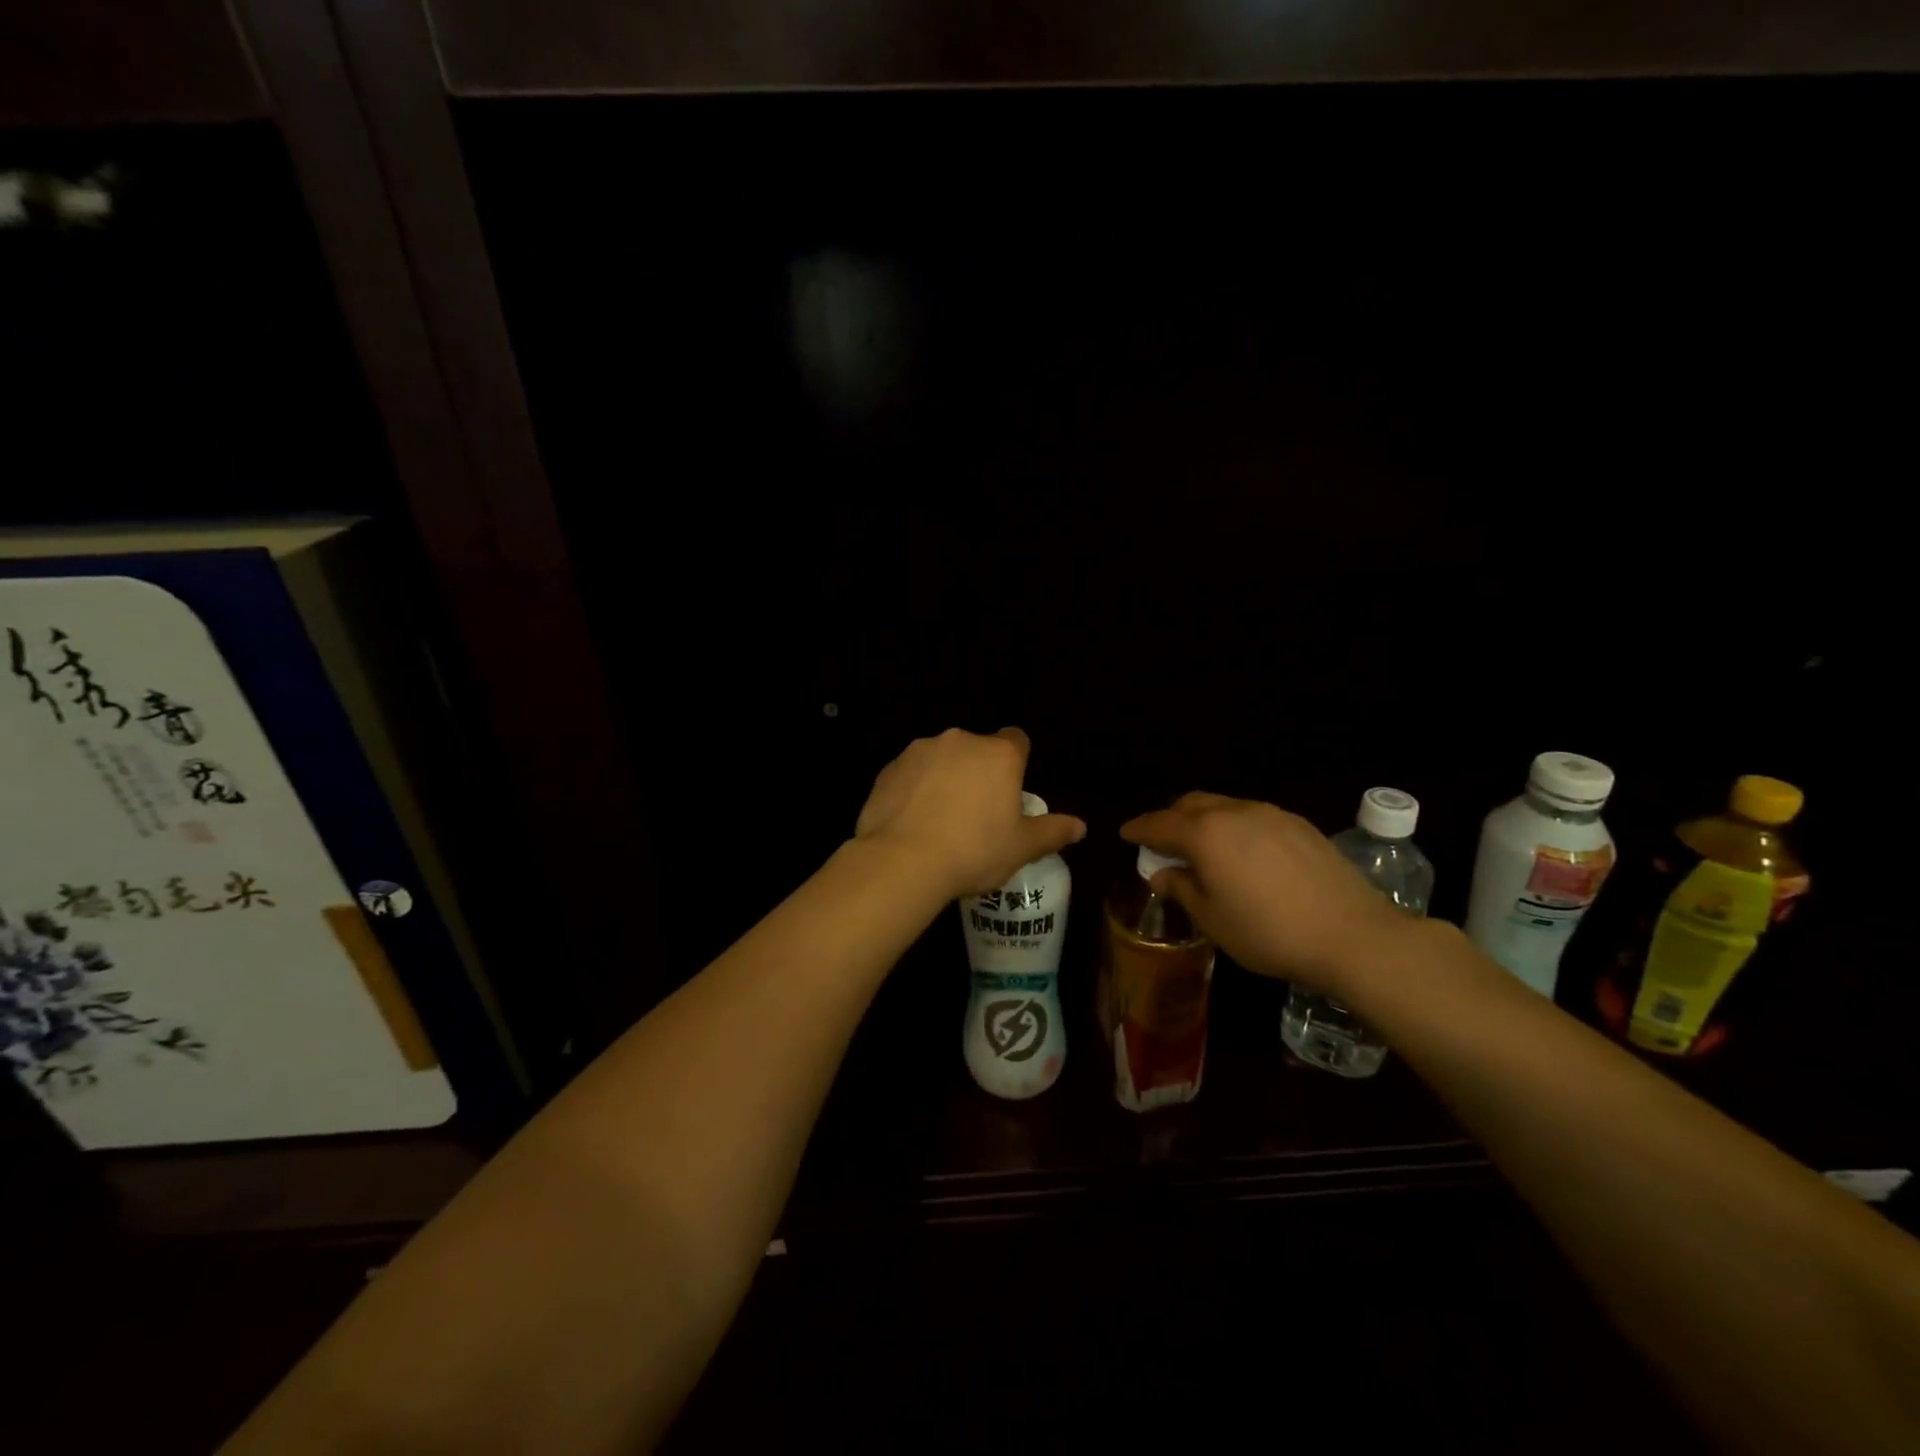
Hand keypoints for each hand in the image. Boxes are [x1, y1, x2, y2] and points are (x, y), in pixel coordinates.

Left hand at [855, 728, 1086, 899]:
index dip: (1016, 763)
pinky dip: (914, 790)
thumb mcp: (1021, 847)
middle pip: (977, 750)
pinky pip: (911, 774)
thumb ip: (1052, 832)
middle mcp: (960, 741)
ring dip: (945, 779)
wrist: (903, 860)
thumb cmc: (974, 850)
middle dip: (979, 773)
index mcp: (998, 754)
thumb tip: (1081, 827)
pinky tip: (912, 822)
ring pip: (941, 759)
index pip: (1017, 740)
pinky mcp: (889, 768)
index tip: (1010, 791)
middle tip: (977, 814)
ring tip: (940, 821)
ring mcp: (920, 751)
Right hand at [1120, 792, 1411, 993]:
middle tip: (1163, 843)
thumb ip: (1183, 889)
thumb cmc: (1269, 932)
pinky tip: (1243, 853)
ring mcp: (1271, 814)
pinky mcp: (1299, 824)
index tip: (1125, 834)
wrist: (1353, 935)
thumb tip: (1163, 873)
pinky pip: (1252, 816)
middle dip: (1171, 818)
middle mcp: (1234, 812)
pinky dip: (1234, 826)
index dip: (1139, 829)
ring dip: (1204, 820)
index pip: (1160, 824)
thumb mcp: (1213, 920)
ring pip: (1224, 806)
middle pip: (1191, 804)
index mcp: (1206, 834)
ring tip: (1203, 848)